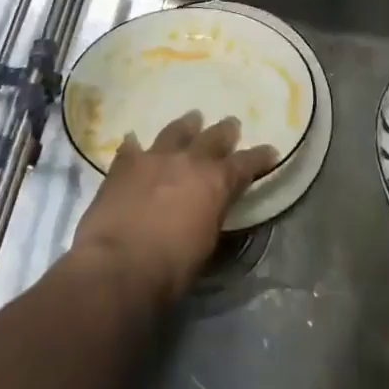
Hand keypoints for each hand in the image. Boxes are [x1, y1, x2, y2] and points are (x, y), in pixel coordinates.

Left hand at [69, 111, 278, 305]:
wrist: (117, 267)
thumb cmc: (170, 269)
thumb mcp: (206, 246)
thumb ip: (212, 216)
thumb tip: (212, 209)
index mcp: (215, 182)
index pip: (245, 164)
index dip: (260, 157)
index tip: (270, 151)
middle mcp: (189, 161)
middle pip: (213, 137)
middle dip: (225, 131)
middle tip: (232, 125)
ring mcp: (154, 158)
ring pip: (175, 131)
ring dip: (186, 126)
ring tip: (192, 119)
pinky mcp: (123, 166)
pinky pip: (131, 148)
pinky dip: (135, 147)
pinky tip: (133, 142)